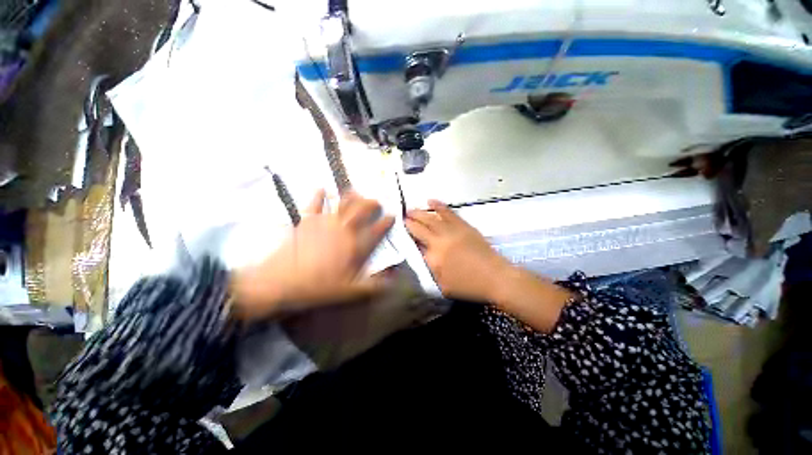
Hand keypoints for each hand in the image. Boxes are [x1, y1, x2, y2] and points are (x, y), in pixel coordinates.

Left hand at [231, 190, 394, 319]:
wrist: (282, 281)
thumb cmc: (318, 287)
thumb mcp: (349, 291)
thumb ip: (373, 285)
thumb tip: (392, 281)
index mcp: (355, 245)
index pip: (376, 229)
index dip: (386, 222)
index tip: (392, 216)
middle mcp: (344, 229)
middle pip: (362, 210)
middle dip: (372, 203)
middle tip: (377, 202)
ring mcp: (325, 222)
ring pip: (343, 202)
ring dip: (352, 196)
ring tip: (357, 192)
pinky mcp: (307, 220)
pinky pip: (315, 203)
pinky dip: (319, 194)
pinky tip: (322, 188)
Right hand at [405, 200, 510, 301]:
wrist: (495, 277)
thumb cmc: (469, 285)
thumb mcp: (443, 285)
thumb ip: (430, 269)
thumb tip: (422, 254)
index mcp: (433, 258)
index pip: (415, 243)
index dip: (407, 235)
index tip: (400, 230)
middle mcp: (439, 241)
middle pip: (420, 227)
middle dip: (410, 221)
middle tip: (402, 217)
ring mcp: (452, 231)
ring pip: (431, 218)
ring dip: (419, 213)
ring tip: (410, 209)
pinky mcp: (463, 225)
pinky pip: (448, 212)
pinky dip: (438, 206)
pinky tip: (430, 201)